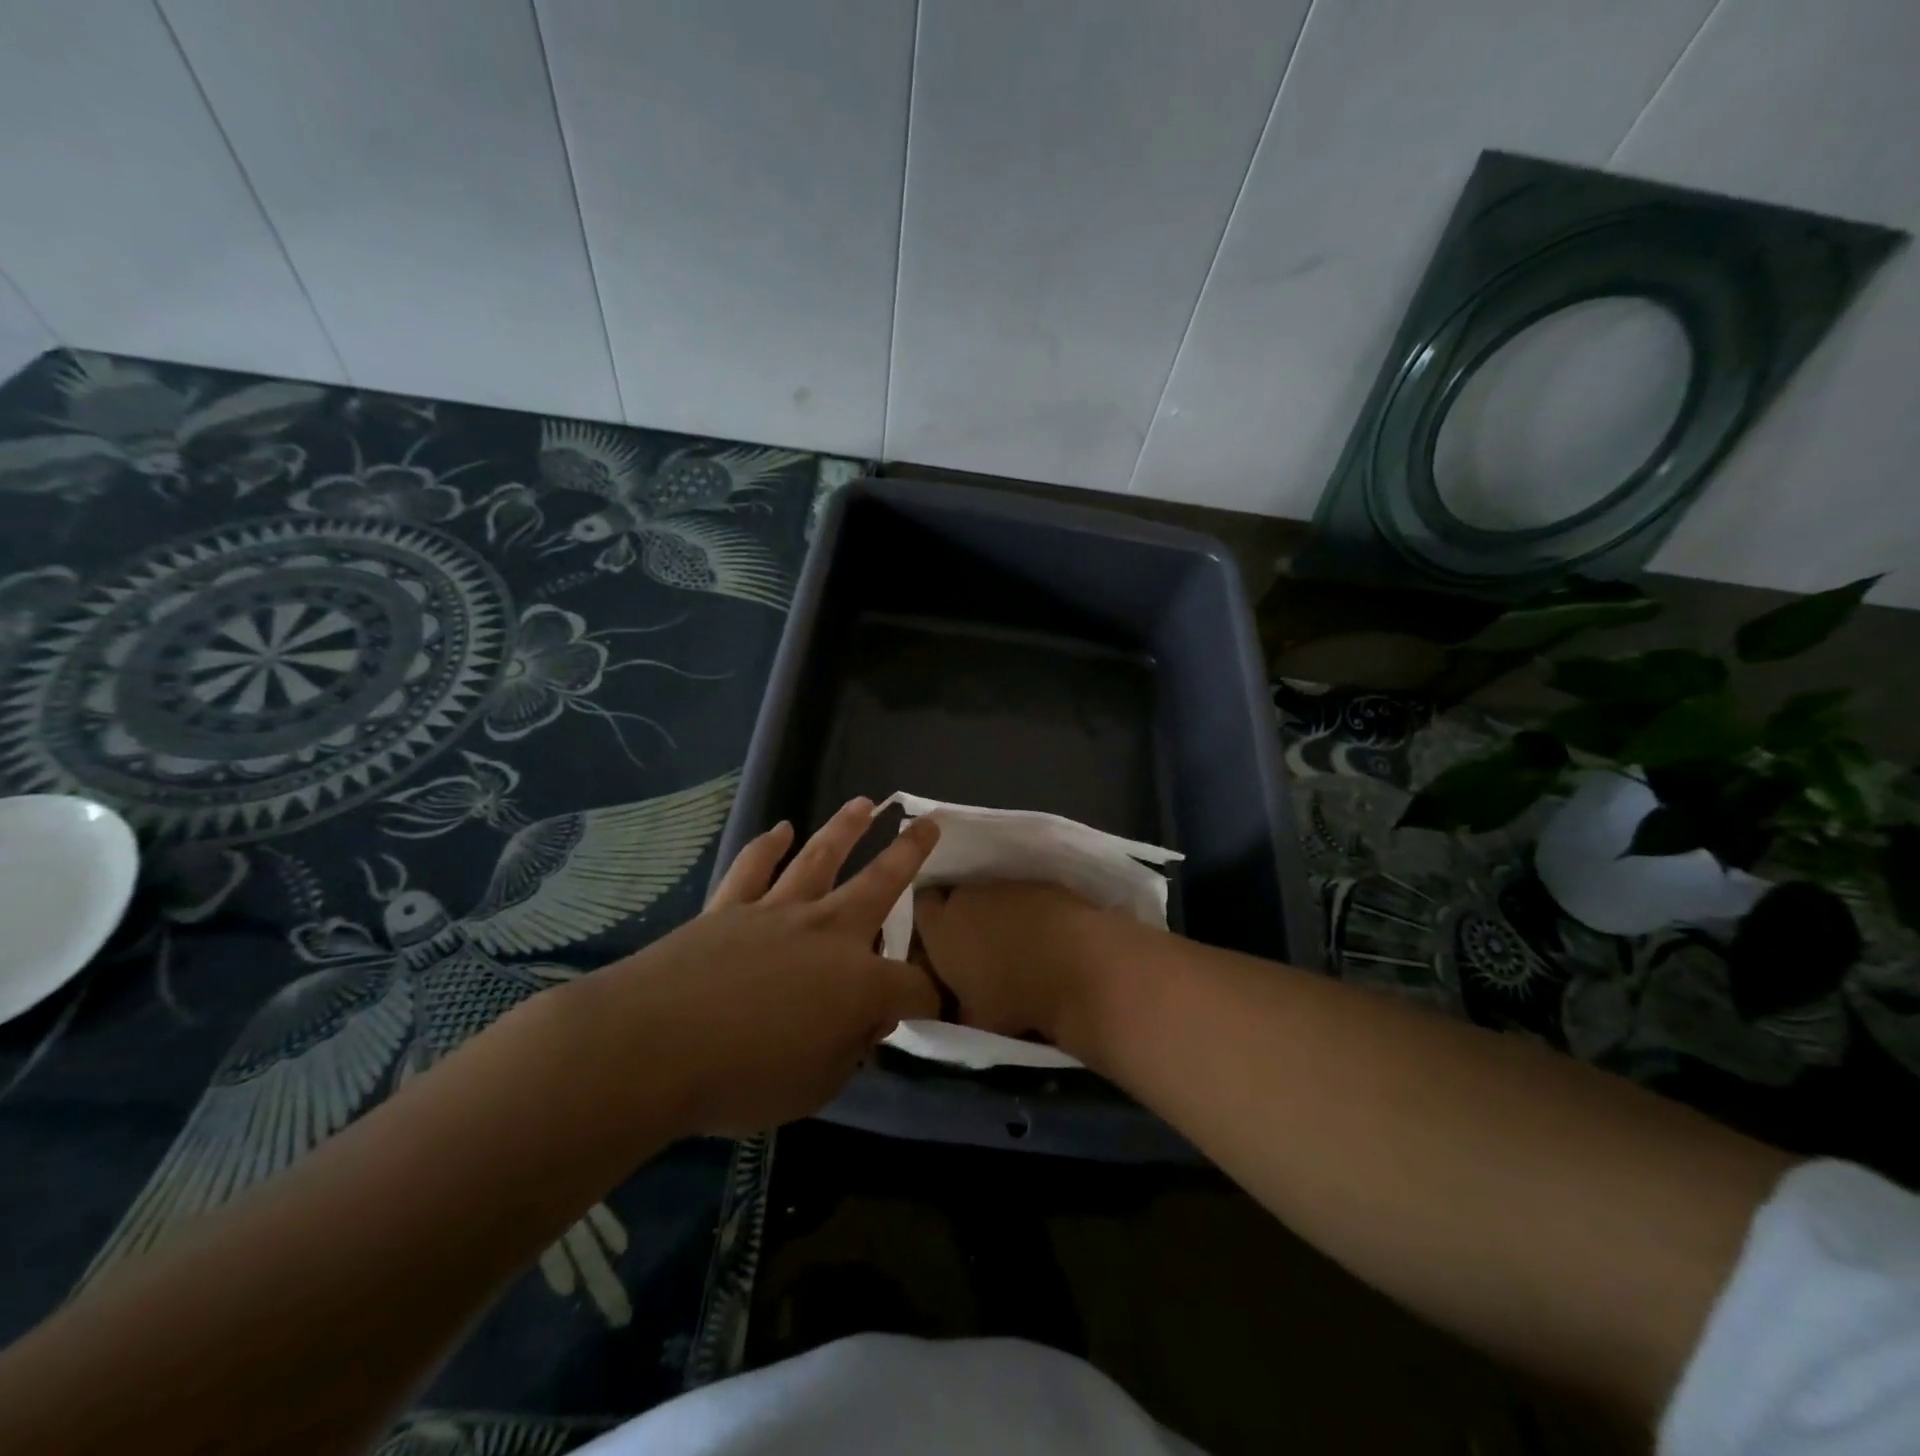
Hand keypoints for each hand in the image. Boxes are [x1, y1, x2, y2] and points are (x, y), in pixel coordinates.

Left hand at [583, 798, 940, 1137]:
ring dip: (845, 829)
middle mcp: (828, 932)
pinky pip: (753, 868)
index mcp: (859, 983)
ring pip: (820, 859)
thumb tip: (865, 1022)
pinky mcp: (730, 908)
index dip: (930, 998)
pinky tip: (780, 830)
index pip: (913, 987)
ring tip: (865, 804)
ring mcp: (777, 912)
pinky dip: (767, 846)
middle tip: (930, 823)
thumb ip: (849, 1050)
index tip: (935, 1007)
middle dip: (910, 853)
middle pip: (881, 884)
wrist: (653, 1046)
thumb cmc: (742, 1079)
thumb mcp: (816, 1087)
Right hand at [912, 881, 1123, 1055]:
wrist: (1081, 967)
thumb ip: (955, 1007)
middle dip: (962, 918)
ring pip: (991, 896)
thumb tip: (955, 1005)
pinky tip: (1045, 938)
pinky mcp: (1043, 883)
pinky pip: (1024, 897)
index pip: (920, 908)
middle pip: (956, 898)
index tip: (938, 946)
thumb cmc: (1016, 999)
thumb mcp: (973, 1019)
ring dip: (997, 914)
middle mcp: (968, 895)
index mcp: (941, 926)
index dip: (928, 924)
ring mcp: (1008, 885)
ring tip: (1015, 946)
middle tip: (975, 949)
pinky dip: (1029, 913)